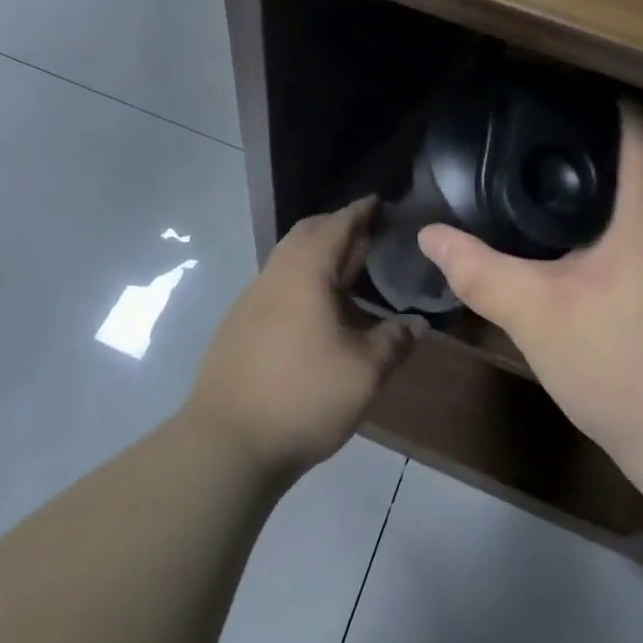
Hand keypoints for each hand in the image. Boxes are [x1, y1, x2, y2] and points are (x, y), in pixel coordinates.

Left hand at [187, 197, 415, 482]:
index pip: (337, 225)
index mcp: (305, 272)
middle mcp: (274, 275)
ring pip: (288, 260)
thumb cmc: (303, 396)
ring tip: (348, 271)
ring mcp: (251, 300)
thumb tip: (416, 324)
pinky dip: (302, 280)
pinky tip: (317, 310)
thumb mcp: (365, 372)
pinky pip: (277, 285)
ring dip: (317, 255)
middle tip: (368, 234)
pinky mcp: (238, 325)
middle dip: (337, 227)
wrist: (227, 441)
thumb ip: (394, 341)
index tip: (379, 201)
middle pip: (307, 234)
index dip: (361, 211)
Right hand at [418, 101, 642, 482]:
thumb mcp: (535, 314)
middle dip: (594, 143)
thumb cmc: (622, 363)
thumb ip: (479, 271)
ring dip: (611, 185)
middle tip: (534, 141)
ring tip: (551, 185)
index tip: (550, 96)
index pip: (634, 125)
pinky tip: (585, 246)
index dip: (596, 101)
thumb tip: (430, 235)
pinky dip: (624, 221)